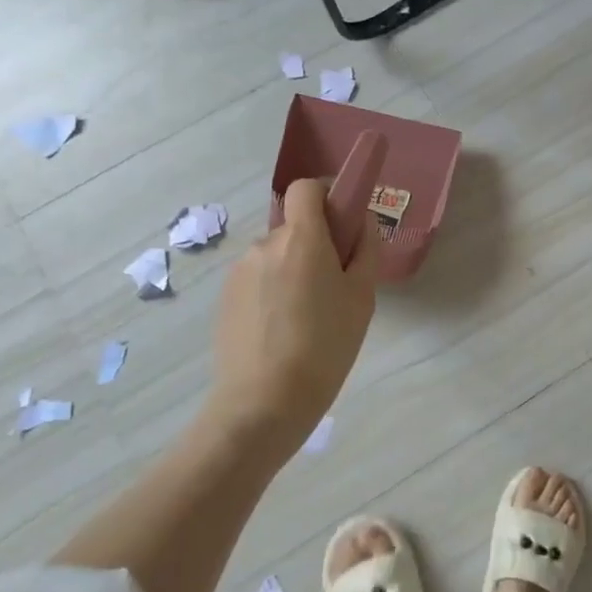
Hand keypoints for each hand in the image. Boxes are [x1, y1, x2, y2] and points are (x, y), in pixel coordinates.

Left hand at [211, 179, 380, 444]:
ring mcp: (240, 272)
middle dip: (317, 243)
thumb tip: (360, 222)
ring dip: (295, 270)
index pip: (306, 188)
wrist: (263, 404)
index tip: (345, 220)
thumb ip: (365, 250)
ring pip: (277, 256)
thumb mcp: (362, 298)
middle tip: (337, 285)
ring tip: (310, 317)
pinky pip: (259, 280)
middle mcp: (264, 245)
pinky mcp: (226, 299)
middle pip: (295, 226)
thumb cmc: (324, 346)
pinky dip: (275, 291)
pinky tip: (286, 332)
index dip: (327, 194)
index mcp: (301, 238)